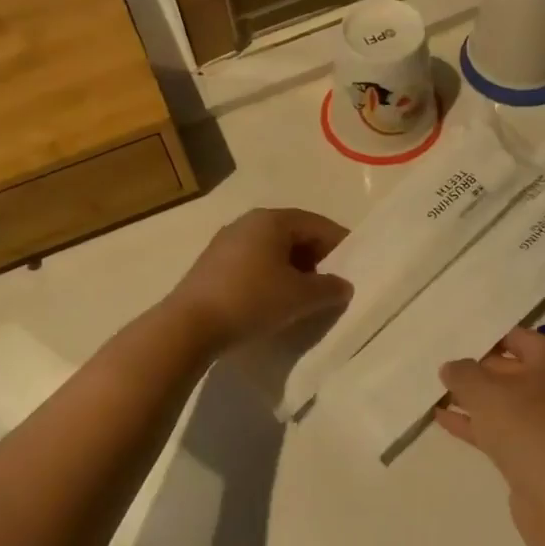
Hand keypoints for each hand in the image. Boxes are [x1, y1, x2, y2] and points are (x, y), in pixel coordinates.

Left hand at [167, 207, 352, 352]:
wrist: (189, 325)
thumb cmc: (252, 300)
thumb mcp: (300, 297)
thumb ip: (329, 288)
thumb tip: (343, 285)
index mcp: (272, 220)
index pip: (317, 224)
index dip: (341, 245)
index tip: (356, 267)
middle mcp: (248, 222)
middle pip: (294, 234)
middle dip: (318, 258)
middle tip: (333, 285)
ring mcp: (226, 242)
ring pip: (273, 250)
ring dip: (294, 270)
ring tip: (306, 297)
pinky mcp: (213, 265)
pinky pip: (253, 263)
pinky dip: (271, 277)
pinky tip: (275, 302)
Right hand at [436, 327, 544, 513]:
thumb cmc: (524, 427)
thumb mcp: (483, 390)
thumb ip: (462, 372)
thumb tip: (451, 367)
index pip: (516, 336)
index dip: (484, 336)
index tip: (453, 339)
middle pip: (509, 368)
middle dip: (475, 368)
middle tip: (439, 364)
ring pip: (502, 401)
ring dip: (471, 398)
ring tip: (433, 391)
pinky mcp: (534, 451)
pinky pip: (499, 427)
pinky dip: (474, 423)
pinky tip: (441, 419)